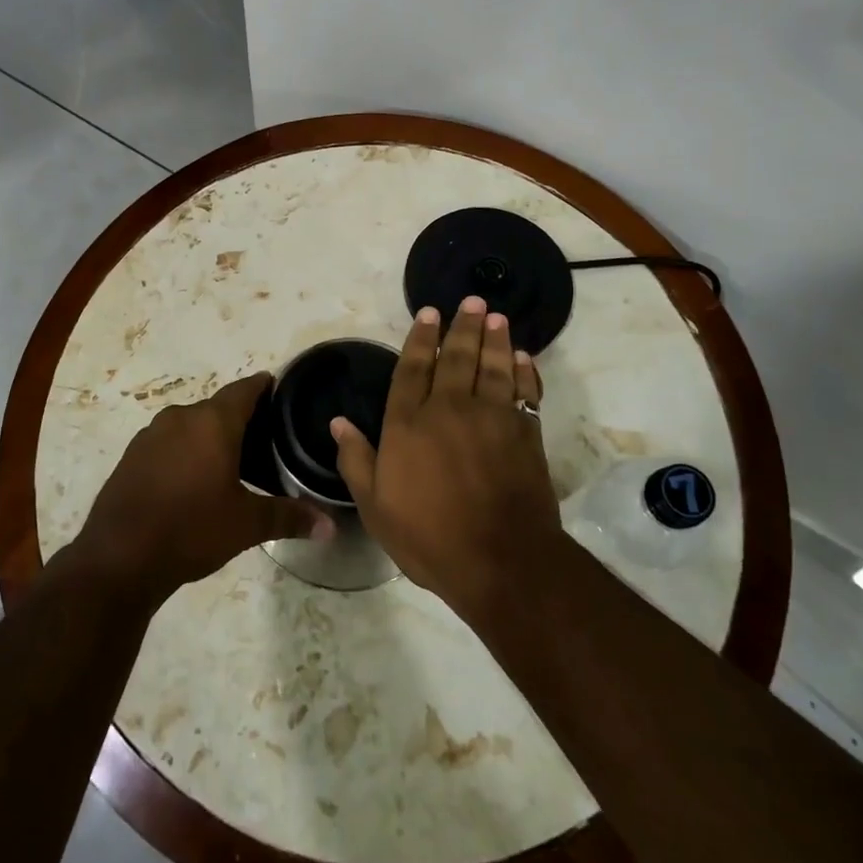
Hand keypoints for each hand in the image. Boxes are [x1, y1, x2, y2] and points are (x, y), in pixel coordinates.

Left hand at [74, 373, 332, 603]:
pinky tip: (192, 479)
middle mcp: (181, 417)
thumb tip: (331, 526)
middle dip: (239, 419)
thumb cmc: (192, 529)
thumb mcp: (247, 525)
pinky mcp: (131, 456)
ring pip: (190, 425)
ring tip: (230, 461)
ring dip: (208, 436)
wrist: (118, 558)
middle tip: (263, 438)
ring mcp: (150, 435)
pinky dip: (184, 451)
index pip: (245, 389)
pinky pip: (167, 443)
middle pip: (217, 408)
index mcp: (213, 422)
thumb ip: (289, 517)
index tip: (278, 389)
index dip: (263, 387)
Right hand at [331, 298, 559, 615]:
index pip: (412, 368)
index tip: (429, 314)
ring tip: (496, 317)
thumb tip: (338, 422)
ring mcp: (491, 418)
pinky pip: (525, 392)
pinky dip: (524, 372)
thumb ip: (356, 460)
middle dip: (462, 326)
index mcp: (409, 424)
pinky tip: (524, 358)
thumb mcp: (375, 507)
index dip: (421, 338)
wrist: (501, 561)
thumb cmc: (429, 537)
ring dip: (495, 339)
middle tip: (471, 301)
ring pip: (493, 366)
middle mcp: (449, 409)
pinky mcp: (524, 433)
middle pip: (456, 357)